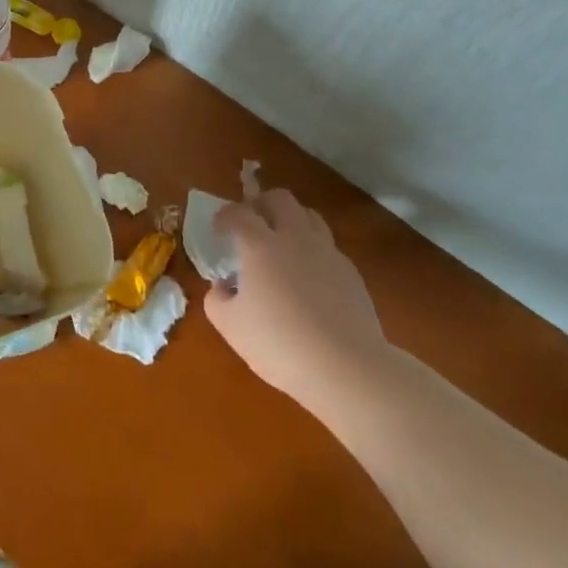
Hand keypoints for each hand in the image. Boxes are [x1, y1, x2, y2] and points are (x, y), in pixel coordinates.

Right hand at [205, 190, 385, 408]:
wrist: (347, 368)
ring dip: (291, 220)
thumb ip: (216, 300)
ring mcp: (327, 252)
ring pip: (309, 215)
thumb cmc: (280, 345)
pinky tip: (308, 277)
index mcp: (260, 245)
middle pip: (280, 198)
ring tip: (281, 243)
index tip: (218, 230)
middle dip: (261, 204)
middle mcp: (295, 238)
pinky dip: (312, 249)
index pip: (238, 213)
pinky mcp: (350, 272)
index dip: (224, 216)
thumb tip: (223, 285)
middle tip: (251, 225)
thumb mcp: (230, 327)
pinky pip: (327, 245)